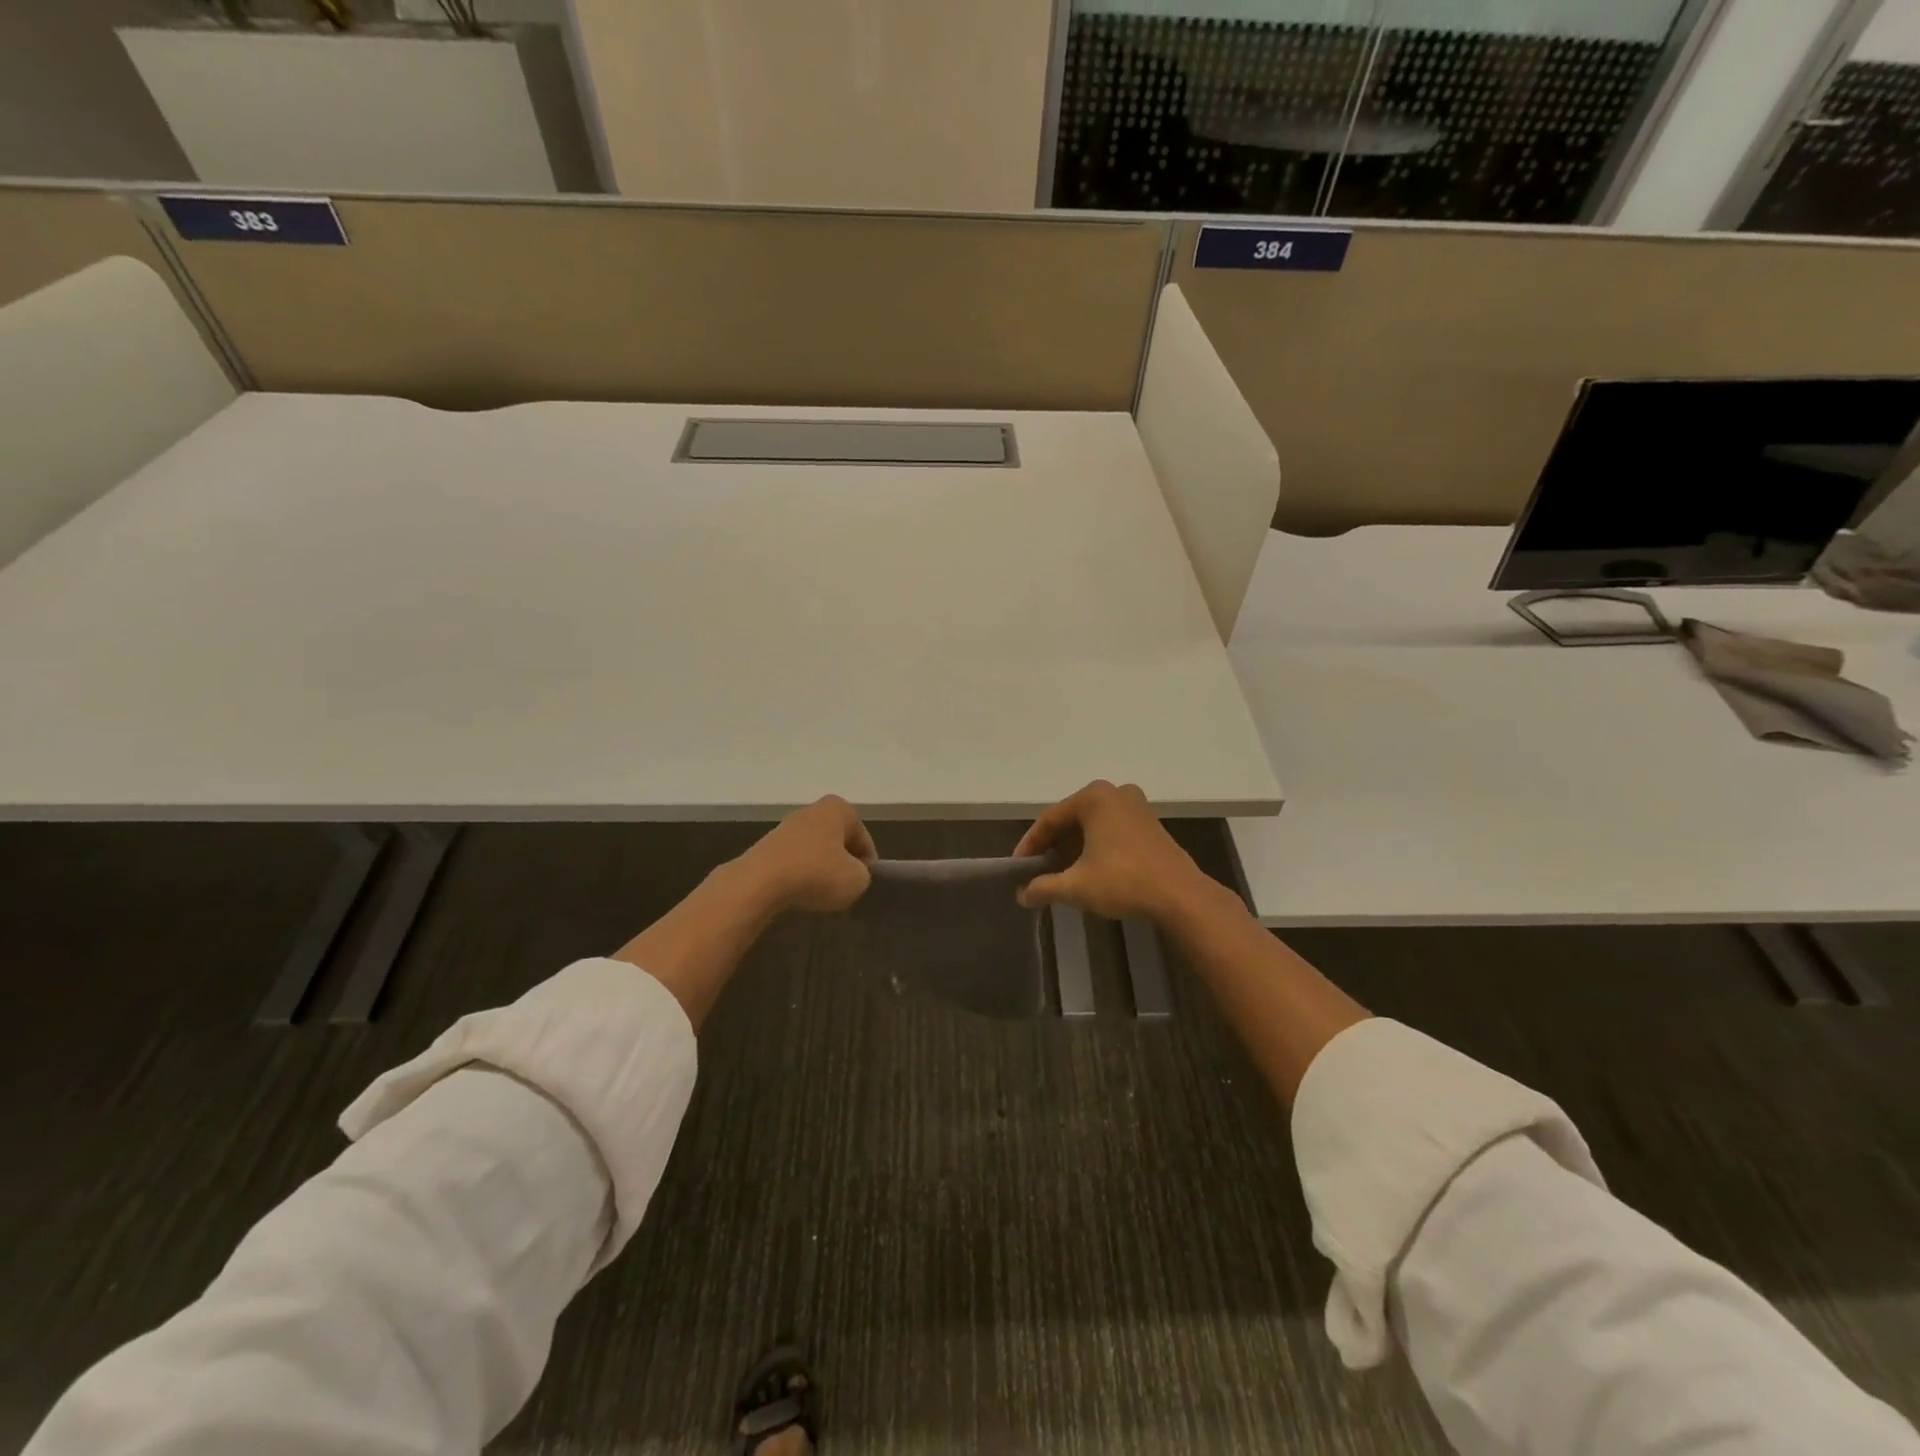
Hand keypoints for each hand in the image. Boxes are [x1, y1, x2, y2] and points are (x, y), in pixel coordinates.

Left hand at [734, 795, 875, 913]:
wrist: (761, 882)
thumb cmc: (817, 874)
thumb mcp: (857, 881)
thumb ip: (863, 875)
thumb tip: (851, 873)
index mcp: (840, 809)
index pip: (863, 840)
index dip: (867, 865)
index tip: (861, 884)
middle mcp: (814, 810)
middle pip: (838, 842)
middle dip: (842, 863)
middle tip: (843, 888)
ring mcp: (788, 826)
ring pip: (816, 851)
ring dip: (821, 870)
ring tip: (820, 893)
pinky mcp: (768, 844)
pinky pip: (795, 861)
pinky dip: (800, 874)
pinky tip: (799, 891)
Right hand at [1013, 780, 1215, 922]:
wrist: (1180, 895)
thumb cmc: (1123, 881)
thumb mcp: (1076, 886)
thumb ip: (1044, 887)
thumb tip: (1022, 895)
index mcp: (1093, 797)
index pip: (1049, 819)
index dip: (1030, 845)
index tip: (1018, 868)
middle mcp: (1114, 792)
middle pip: (1071, 820)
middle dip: (1052, 846)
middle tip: (1037, 871)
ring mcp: (1136, 806)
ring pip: (1092, 825)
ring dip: (1073, 848)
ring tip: (1059, 874)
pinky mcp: (1149, 823)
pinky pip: (1110, 829)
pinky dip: (1095, 846)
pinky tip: (1088, 869)